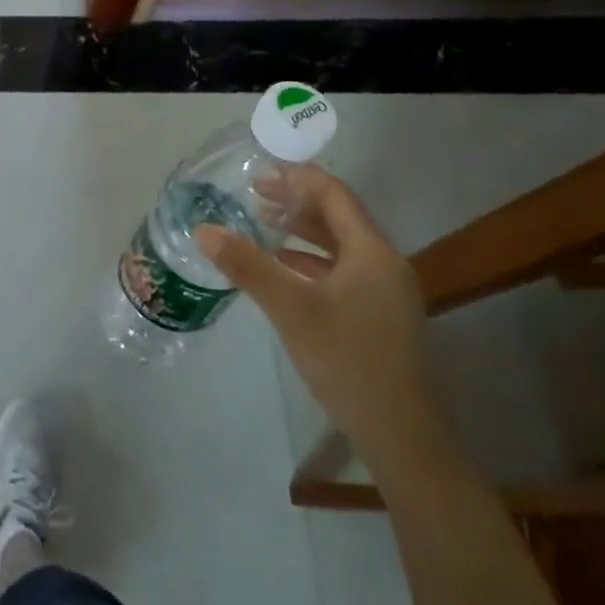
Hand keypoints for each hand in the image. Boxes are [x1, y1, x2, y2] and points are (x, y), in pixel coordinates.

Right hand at [197, 165, 447, 473]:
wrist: (401, 434)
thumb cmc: (347, 360)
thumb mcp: (290, 308)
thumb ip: (247, 266)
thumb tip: (203, 230)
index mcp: (372, 252)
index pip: (334, 195)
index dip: (298, 177)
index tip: (260, 170)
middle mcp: (385, 263)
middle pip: (340, 217)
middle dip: (297, 201)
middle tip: (254, 194)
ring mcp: (386, 292)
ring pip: (341, 245)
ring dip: (303, 230)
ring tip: (263, 222)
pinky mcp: (379, 315)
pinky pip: (344, 270)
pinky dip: (311, 260)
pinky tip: (284, 267)